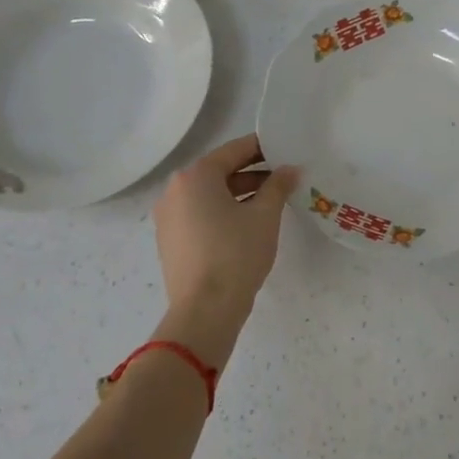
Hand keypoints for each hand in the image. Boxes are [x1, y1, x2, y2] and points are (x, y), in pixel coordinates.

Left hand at [153, 134, 298, 330]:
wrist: (205, 311)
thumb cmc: (236, 254)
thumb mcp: (265, 216)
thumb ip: (278, 186)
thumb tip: (289, 169)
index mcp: (195, 176)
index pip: (233, 151)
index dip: (262, 148)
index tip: (284, 149)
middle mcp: (175, 191)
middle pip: (219, 172)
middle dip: (252, 173)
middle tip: (283, 177)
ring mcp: (168, 217)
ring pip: (209, 195)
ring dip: (239, 194)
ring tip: (271, 202)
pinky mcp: (170, 241)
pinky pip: (200, 215)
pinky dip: (223, 212)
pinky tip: (247, 224)